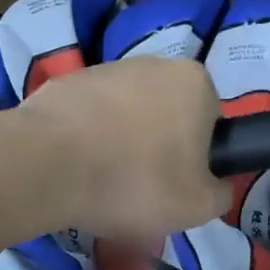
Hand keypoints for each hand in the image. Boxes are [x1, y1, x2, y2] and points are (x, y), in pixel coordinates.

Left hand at [17, 56, 230, 243]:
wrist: (47, 165)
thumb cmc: (136, 181)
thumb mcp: (199, 206)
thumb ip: (222, 192)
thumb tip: (217, 184)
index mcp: (195, 82)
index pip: (211, 123)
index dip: (199, 159)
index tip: (178, 186)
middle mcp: (155, 63)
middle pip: (168, 116)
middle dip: (159, 148)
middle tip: (143, 190)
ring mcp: (106, 68)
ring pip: (127, 116)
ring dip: (122, 144)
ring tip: (105, 184)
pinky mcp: (66, 82)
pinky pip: (90, 117)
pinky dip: (88, 140)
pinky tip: (77, 170)